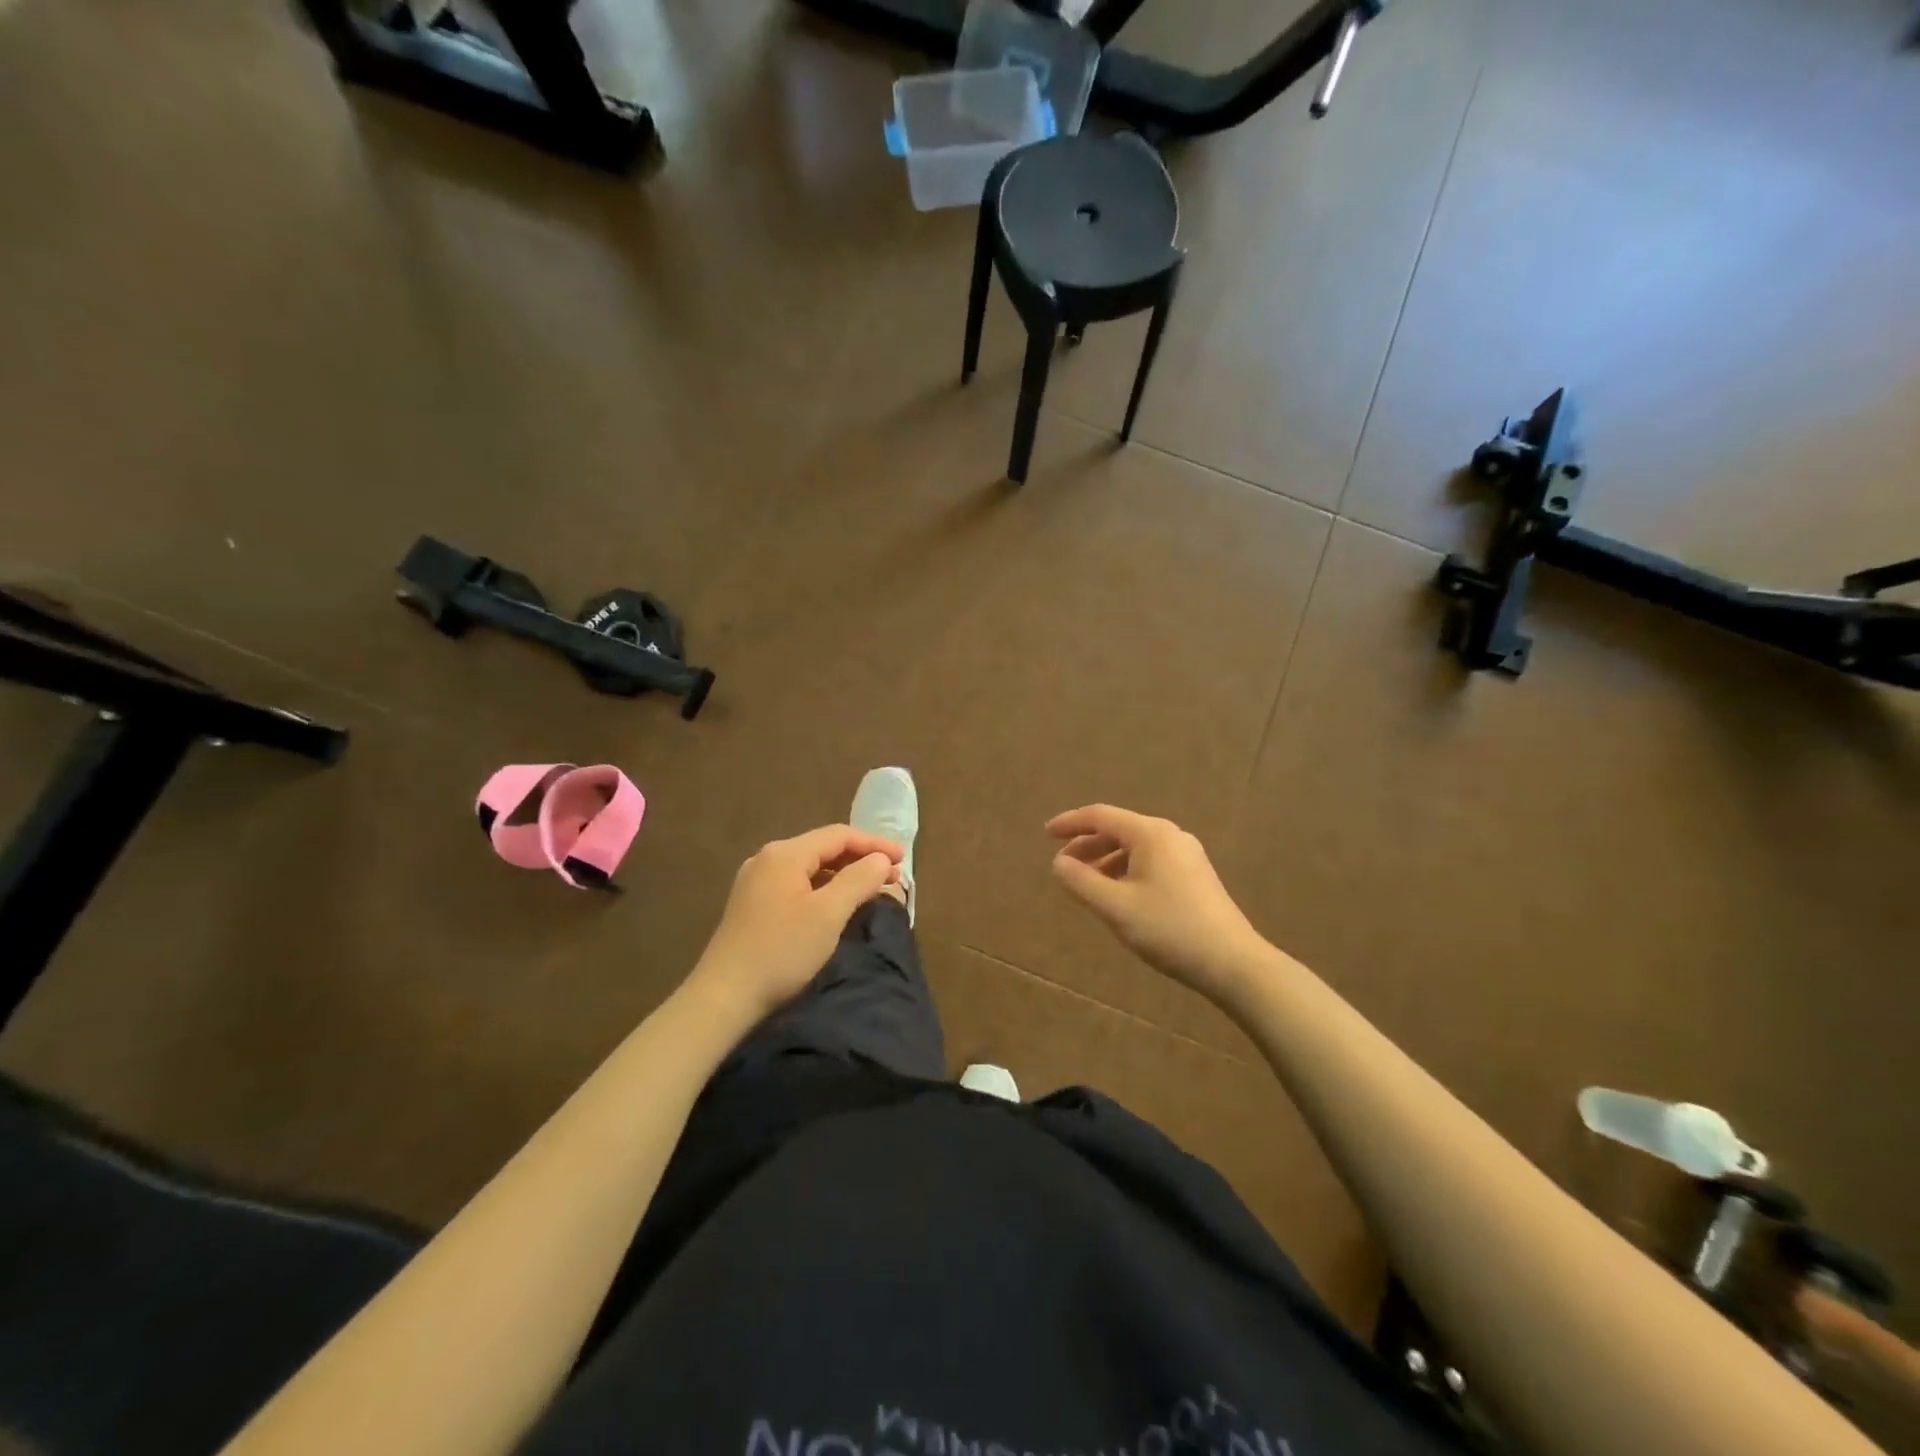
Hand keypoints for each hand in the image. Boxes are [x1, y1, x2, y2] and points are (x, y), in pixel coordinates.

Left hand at [688, 825, 902, 1020]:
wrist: (724, 996)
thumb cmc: (782, 951)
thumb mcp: (828, 914)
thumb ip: (859, 880)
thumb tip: (881, 860)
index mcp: (785, 854)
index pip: (839, 835)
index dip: (874, 844)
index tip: (904, 860)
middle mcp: (768, 859)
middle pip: (823, 848)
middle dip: (861, 859)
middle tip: (893, 877)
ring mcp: (756, 882)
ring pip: (810, 868)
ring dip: (843, 875)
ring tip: (871, 890)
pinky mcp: (753, 905)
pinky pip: (797, 885)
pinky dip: (824, 889)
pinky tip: (837, 905)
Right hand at [1046, 804, 1265, 1003]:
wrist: (1233, 963)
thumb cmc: (1170, 930)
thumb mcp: (1116, 907)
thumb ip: (1081, 882)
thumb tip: (1058, 863)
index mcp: (1150, 834)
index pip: (1101, 816)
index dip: (1070, 823)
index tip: (1045, 835)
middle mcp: (1170, 835)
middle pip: (1119, 829)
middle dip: (1087, 844)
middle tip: (1062, 866)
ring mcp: (1187, 855)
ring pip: (1135, 847)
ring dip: (1106, 860)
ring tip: (1086, 885)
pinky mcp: (1195, 876)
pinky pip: (1150, 861)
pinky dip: (1126, 870)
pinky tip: (1119, 895)